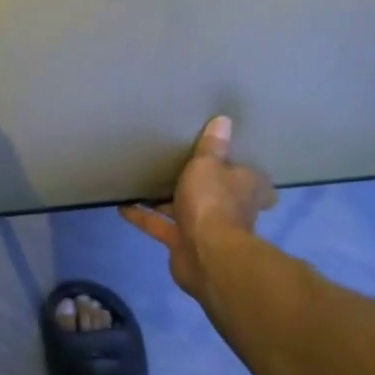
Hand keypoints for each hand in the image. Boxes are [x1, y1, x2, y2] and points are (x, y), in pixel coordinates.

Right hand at [122, 116, 274, 306]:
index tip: (231, 162)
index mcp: (245, 188)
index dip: (242, 172)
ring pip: (185, 210)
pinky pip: (160, 225)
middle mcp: (229, 209)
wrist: (205, 254)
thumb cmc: (213, 202)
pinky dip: (143, 216)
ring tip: (145, 183)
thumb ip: (211, 146)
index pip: (251, 178)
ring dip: (167, 201)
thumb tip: (223, 120)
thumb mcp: (208, 165)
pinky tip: (122, 205)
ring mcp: (206, 229)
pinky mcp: (182, 244)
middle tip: (181, 168)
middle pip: (216, 194)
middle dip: (202, 186)